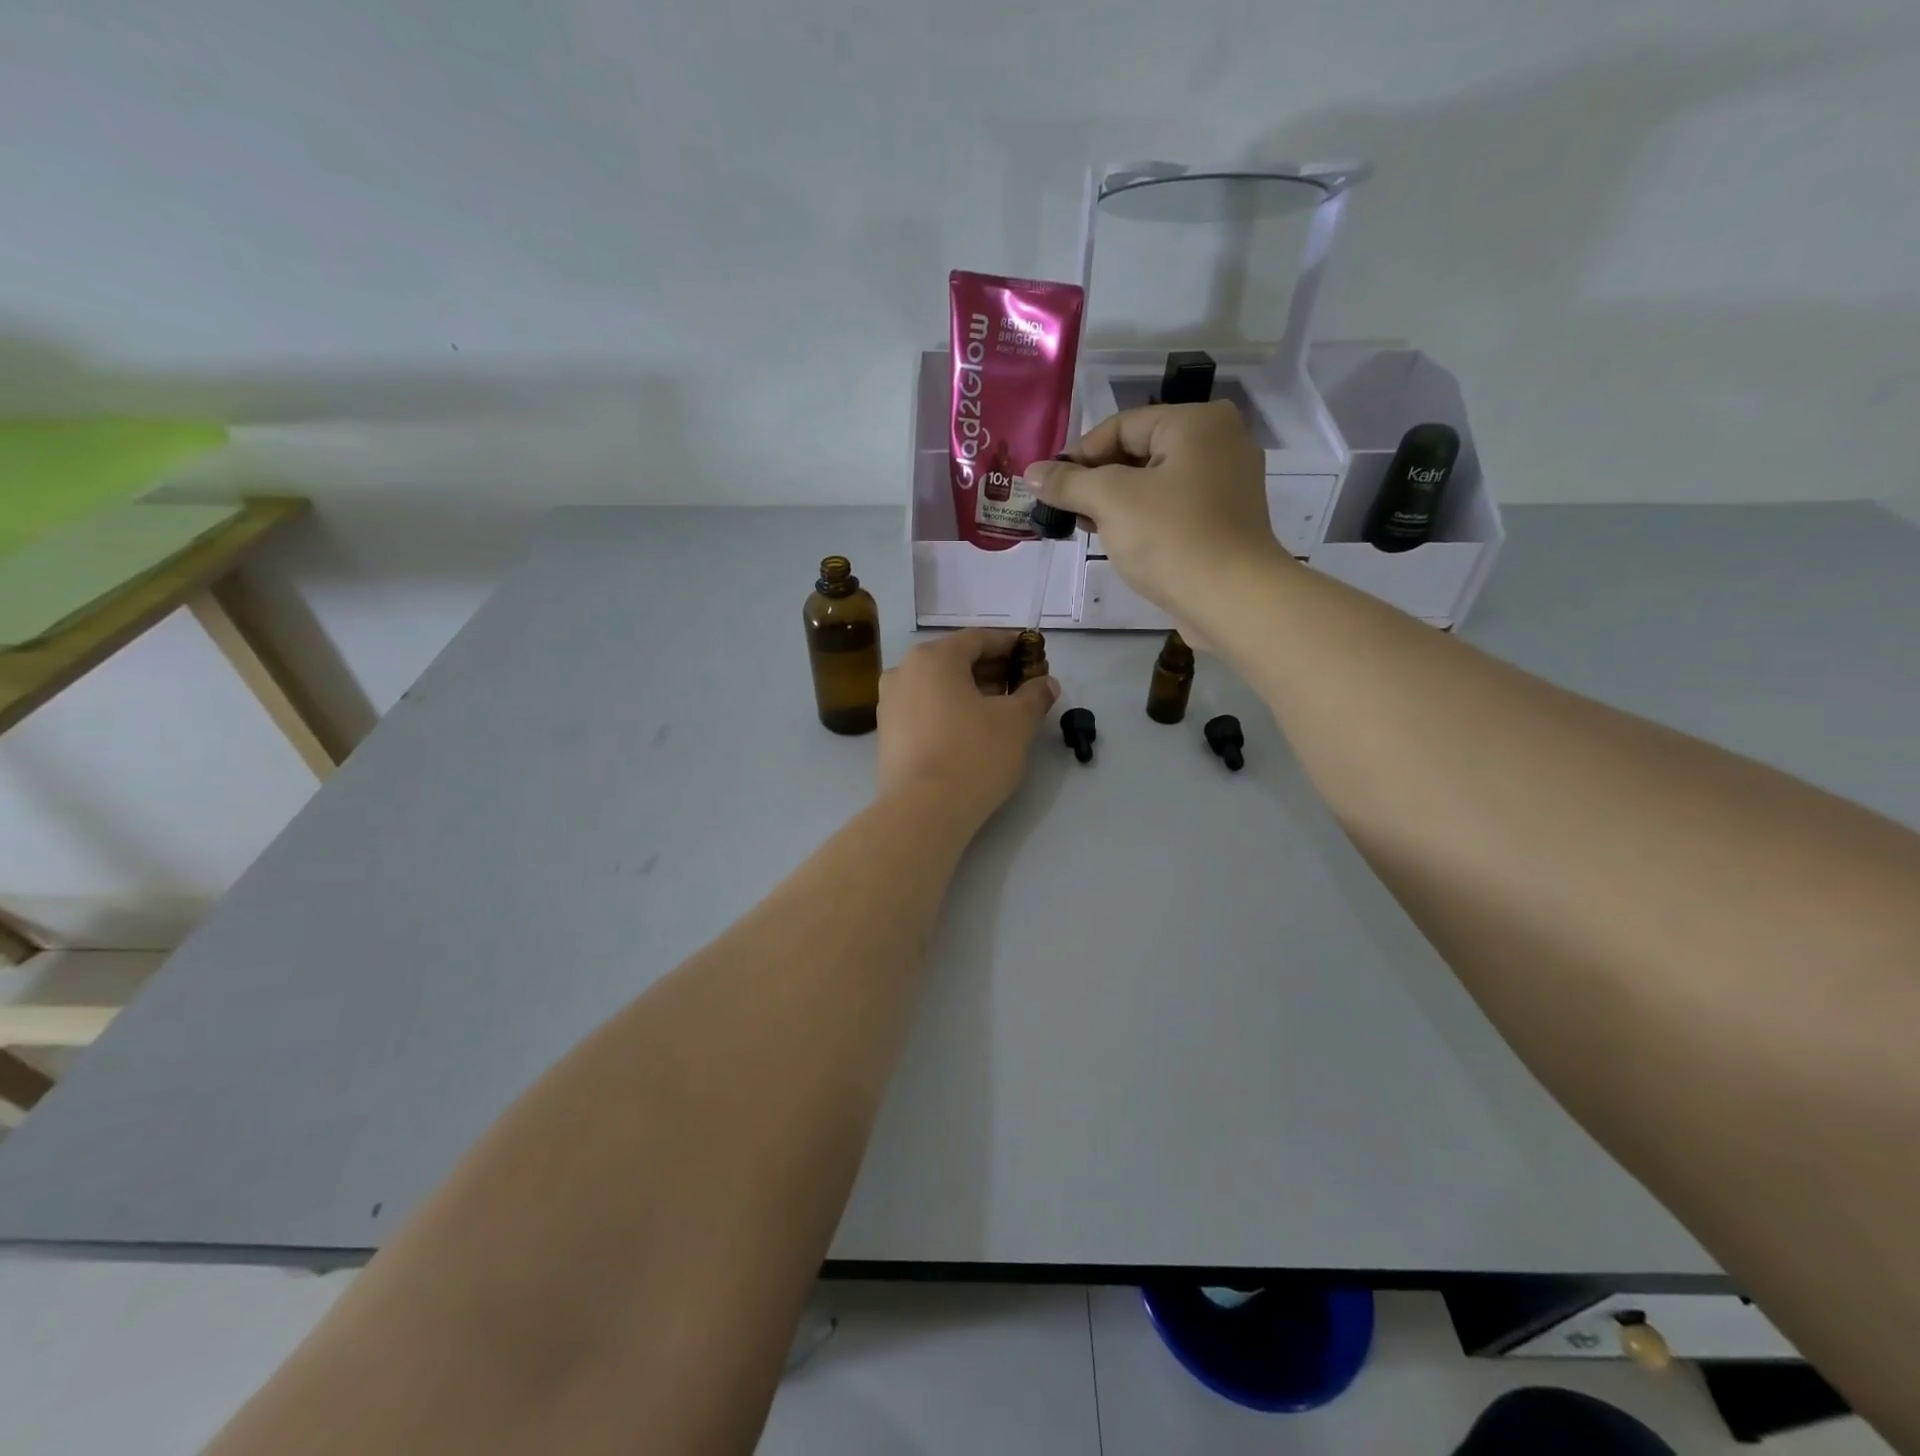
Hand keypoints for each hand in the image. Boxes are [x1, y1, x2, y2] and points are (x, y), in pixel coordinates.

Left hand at [877, 629, 1058, 826]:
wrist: (922, 812)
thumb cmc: (973, 755)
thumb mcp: (1016, 723)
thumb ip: (1034, 696)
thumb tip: (1046, 684)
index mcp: (933, 658)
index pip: (978, 639)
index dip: (1010, 645)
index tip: (1033, 656)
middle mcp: (904, 672)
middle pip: (955, 661)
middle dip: (991, 670)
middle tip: (1022, 686)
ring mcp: (889, 704)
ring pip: (938, 686)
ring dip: (970, 692)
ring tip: (1000, 711)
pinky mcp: (887, 735)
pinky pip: (924, 710)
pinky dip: (949, 711)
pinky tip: (970, 731)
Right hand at [1023, 401, 1289, 627]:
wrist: (1232, 600)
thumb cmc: (1171, 538)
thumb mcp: (1110, 501)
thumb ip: (1069, 482)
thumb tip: (1033, 472)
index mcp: (1197, 422)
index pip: (1121, 426)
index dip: (1079, 455)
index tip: (1049, 486)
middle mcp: (1219, 442)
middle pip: (1139, 452)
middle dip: (1097, 481)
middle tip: (1066, 510)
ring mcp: (1227, 483)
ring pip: (1155, 482)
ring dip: (1116, 503)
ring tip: (1086, 527)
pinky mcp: (1225, 521)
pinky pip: (1173, 507)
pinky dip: (1143, 518)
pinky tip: (1119, 540)